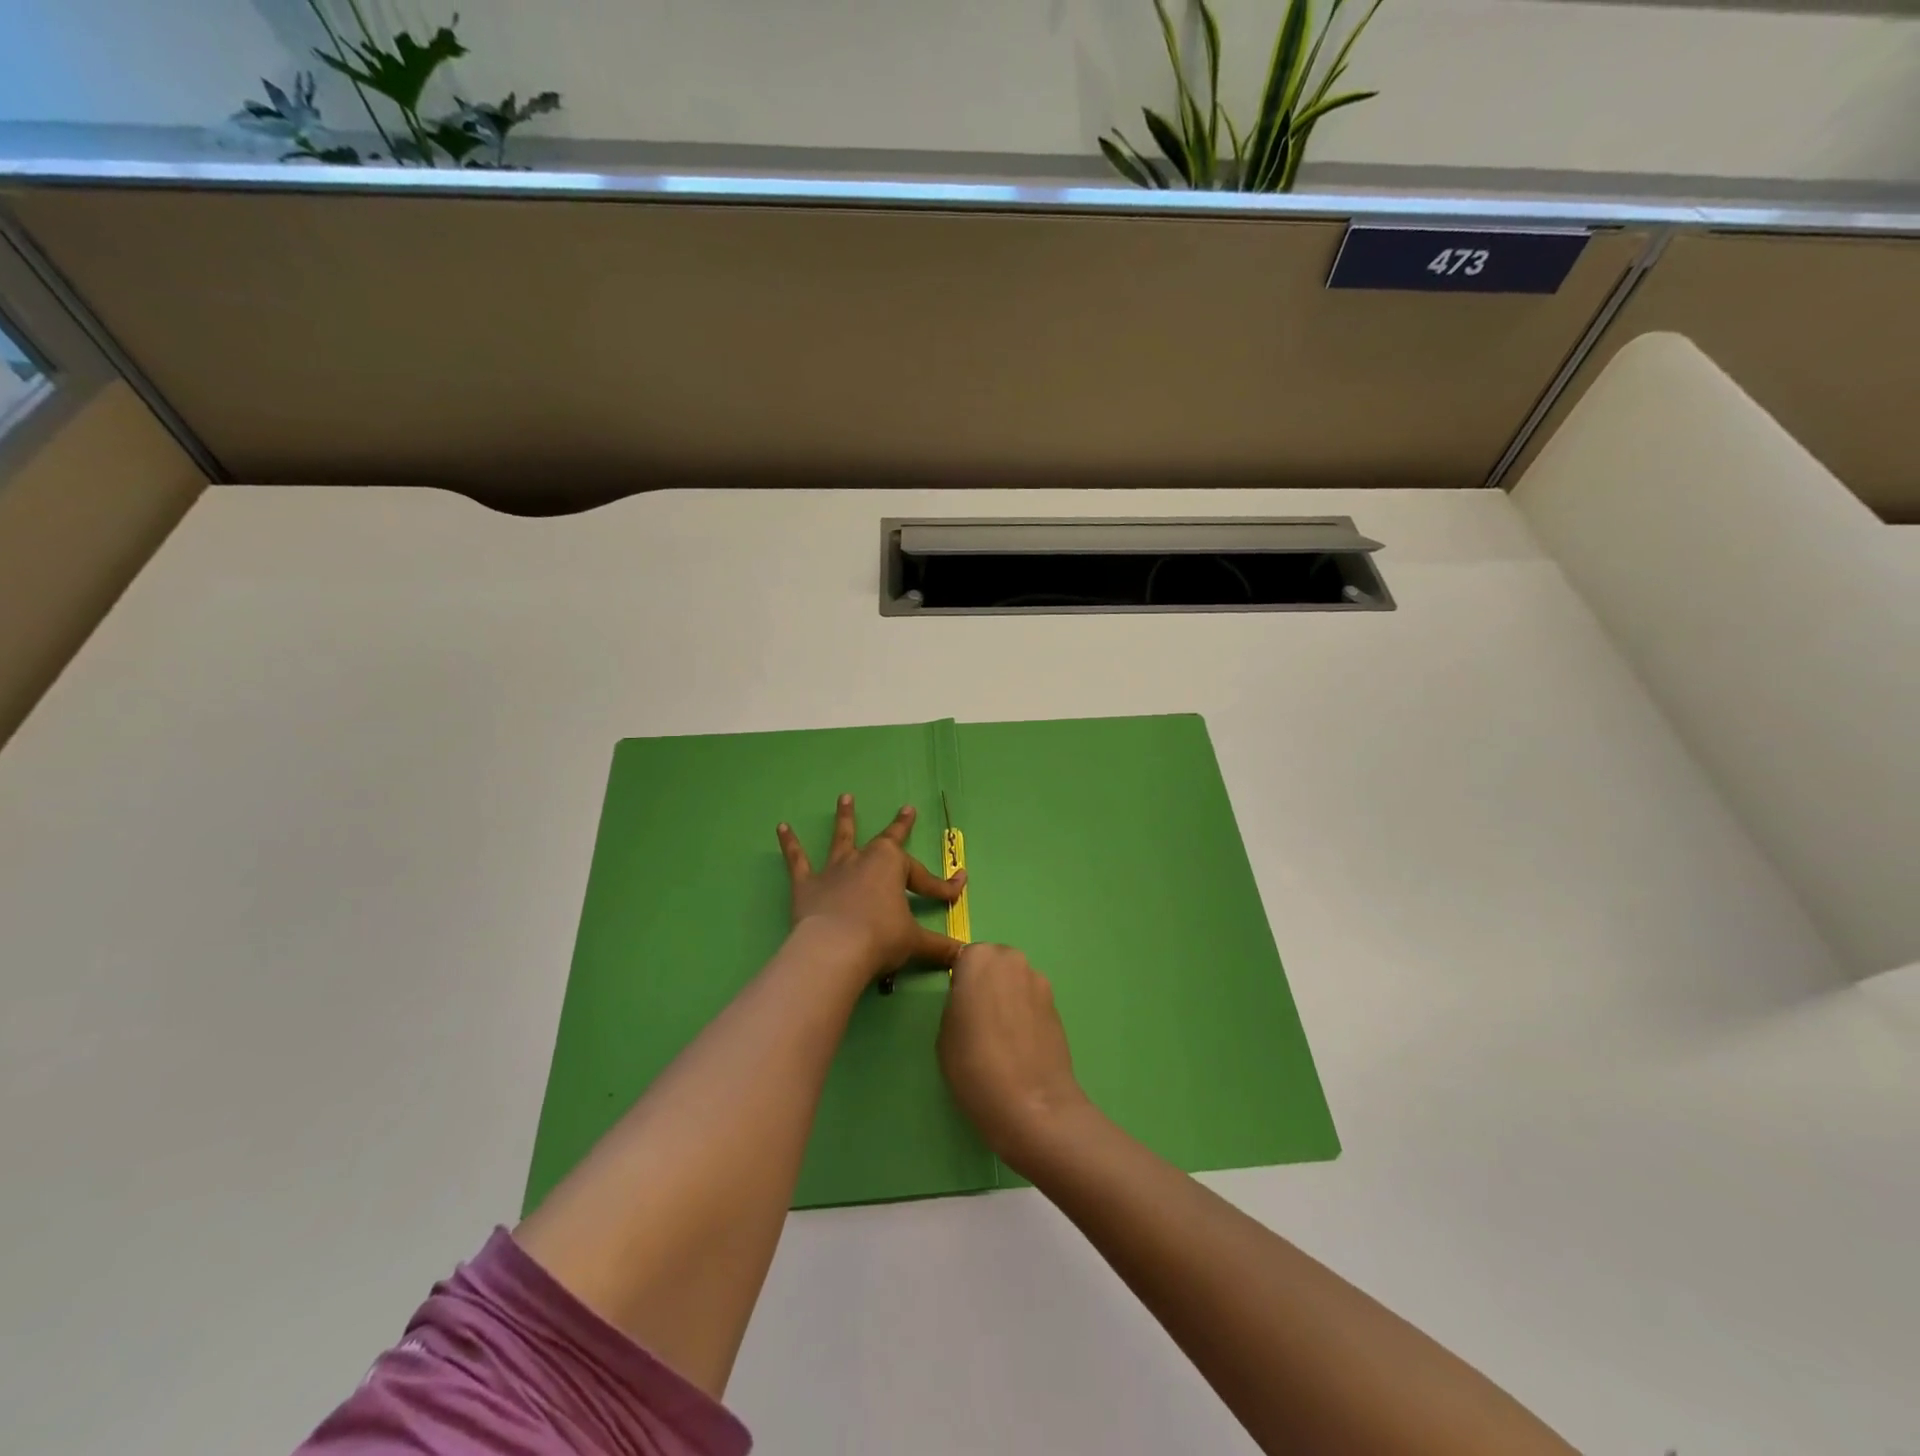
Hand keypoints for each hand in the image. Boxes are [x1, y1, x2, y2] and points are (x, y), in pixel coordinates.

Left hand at [777, 795, 965, 983]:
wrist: (835, 951)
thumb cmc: (880, 940)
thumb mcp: (916, 943)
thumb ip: (939, 947)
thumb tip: (964, 954)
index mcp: (893, 866)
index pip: (924, 878)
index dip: (943, 887)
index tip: (958, 889)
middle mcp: (864, 860)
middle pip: (885, 840)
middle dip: (900, 826)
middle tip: (907, 810)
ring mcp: (834, 870)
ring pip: (842, 838)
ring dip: (845, 818)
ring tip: (844, 798)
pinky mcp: (806, 884)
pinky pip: (797, 860)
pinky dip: (789, 844)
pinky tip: (781, 827)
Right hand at [938, 943, 1091, 1168]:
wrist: (1031, 1103)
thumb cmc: (974, 1065)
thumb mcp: (945, 1032)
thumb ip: (957, 1003)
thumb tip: (971, 1001)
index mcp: (979, 958)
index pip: (964, 957)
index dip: (961, 982)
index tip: (958, 1007)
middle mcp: (1012, 960)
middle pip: (994, 964)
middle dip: (987, 983)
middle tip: (978, 1020)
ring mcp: (1039, 981)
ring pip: (1015, 981)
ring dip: (1008, 997)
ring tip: (1001, 1037)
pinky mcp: (1057, 1005)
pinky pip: (1032, 1001)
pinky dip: (1025, 1014)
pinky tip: (1020, 1045)